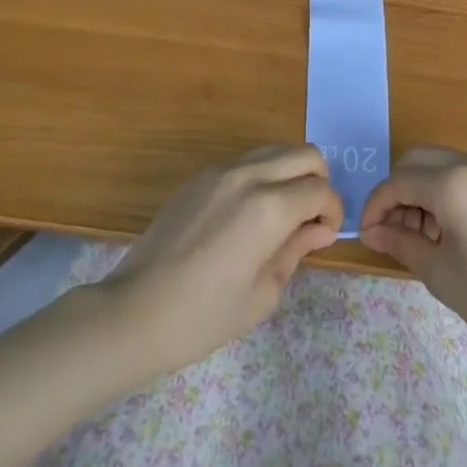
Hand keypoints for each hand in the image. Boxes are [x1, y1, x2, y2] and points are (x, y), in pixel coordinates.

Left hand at [97, 144, 342, 377]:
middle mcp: (249, 176)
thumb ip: (295, 251)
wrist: (135, 311)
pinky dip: (262, 176)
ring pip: (275, 150)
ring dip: (290, 173)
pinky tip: (248, 215)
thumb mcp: (262, 294)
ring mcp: (221, 170)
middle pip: (305, 154)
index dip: (332, 211)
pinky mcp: (200, 176)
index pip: (319, 190)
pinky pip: (246, 162)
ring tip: (282, 213)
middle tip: (310, 217)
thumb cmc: (203, 316)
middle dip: (318, 181)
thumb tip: (317, 229)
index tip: (325, 235)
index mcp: (269, 207)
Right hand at [360, 147, 466, 362]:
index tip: (365, 235)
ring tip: (416, 237)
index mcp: (452, 183)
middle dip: (396, 192)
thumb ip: (402, 243)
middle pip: (416, 161)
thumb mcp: (441, 274)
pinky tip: (443, 231)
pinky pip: (461, 175)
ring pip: (438, 165)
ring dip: (419, 191)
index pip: (397, 182)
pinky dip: (442, 192)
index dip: (375, 206)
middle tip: (389, 232)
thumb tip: (373, 231)